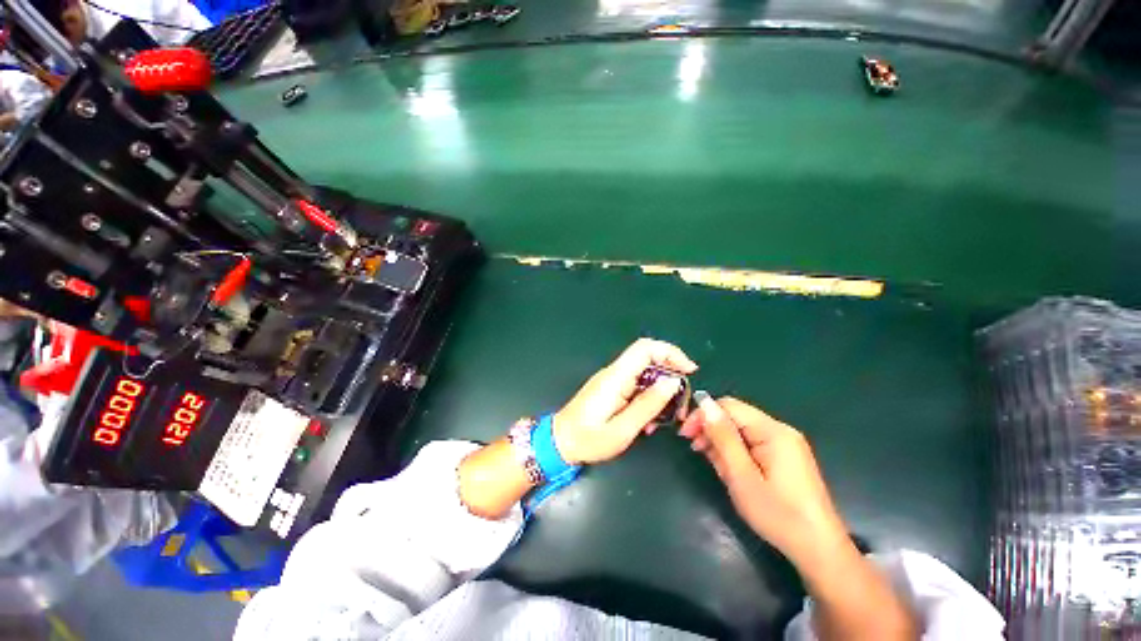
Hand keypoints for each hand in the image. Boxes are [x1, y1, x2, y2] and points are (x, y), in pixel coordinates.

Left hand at [553, 339, 696, 464]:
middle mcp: (615, 373)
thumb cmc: (588, 439)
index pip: (645, 348)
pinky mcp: (612, 390)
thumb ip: (648, 405)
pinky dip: (649, 400)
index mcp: (616, 377)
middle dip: (671, 379)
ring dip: (661, 394)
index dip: (670, 353)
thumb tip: (672, 382)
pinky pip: (637, 387)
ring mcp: (613, 381)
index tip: (689, 371)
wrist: (559, 443)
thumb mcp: (622, 429)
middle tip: (680, 407)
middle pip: (649, 361)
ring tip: (666, 420)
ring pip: (646, 376)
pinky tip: (648, 422)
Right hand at [680, 396, 848, 563]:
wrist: (819, 550)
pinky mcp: (785, 457)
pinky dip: (735, 451)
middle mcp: (780, 430)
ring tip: (714, 465)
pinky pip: (752, 443)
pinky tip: (729, 468)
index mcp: (772, 431)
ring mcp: (785, 444)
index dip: (703, 415)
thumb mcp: (742, 476)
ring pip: (741, 430)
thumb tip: (703, 403)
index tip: (685, 435)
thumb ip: (722, 437)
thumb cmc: (778, 515)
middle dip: (711, 429)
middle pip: (735, 416)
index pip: (728, 406)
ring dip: (721, 442)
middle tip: (695, 450)